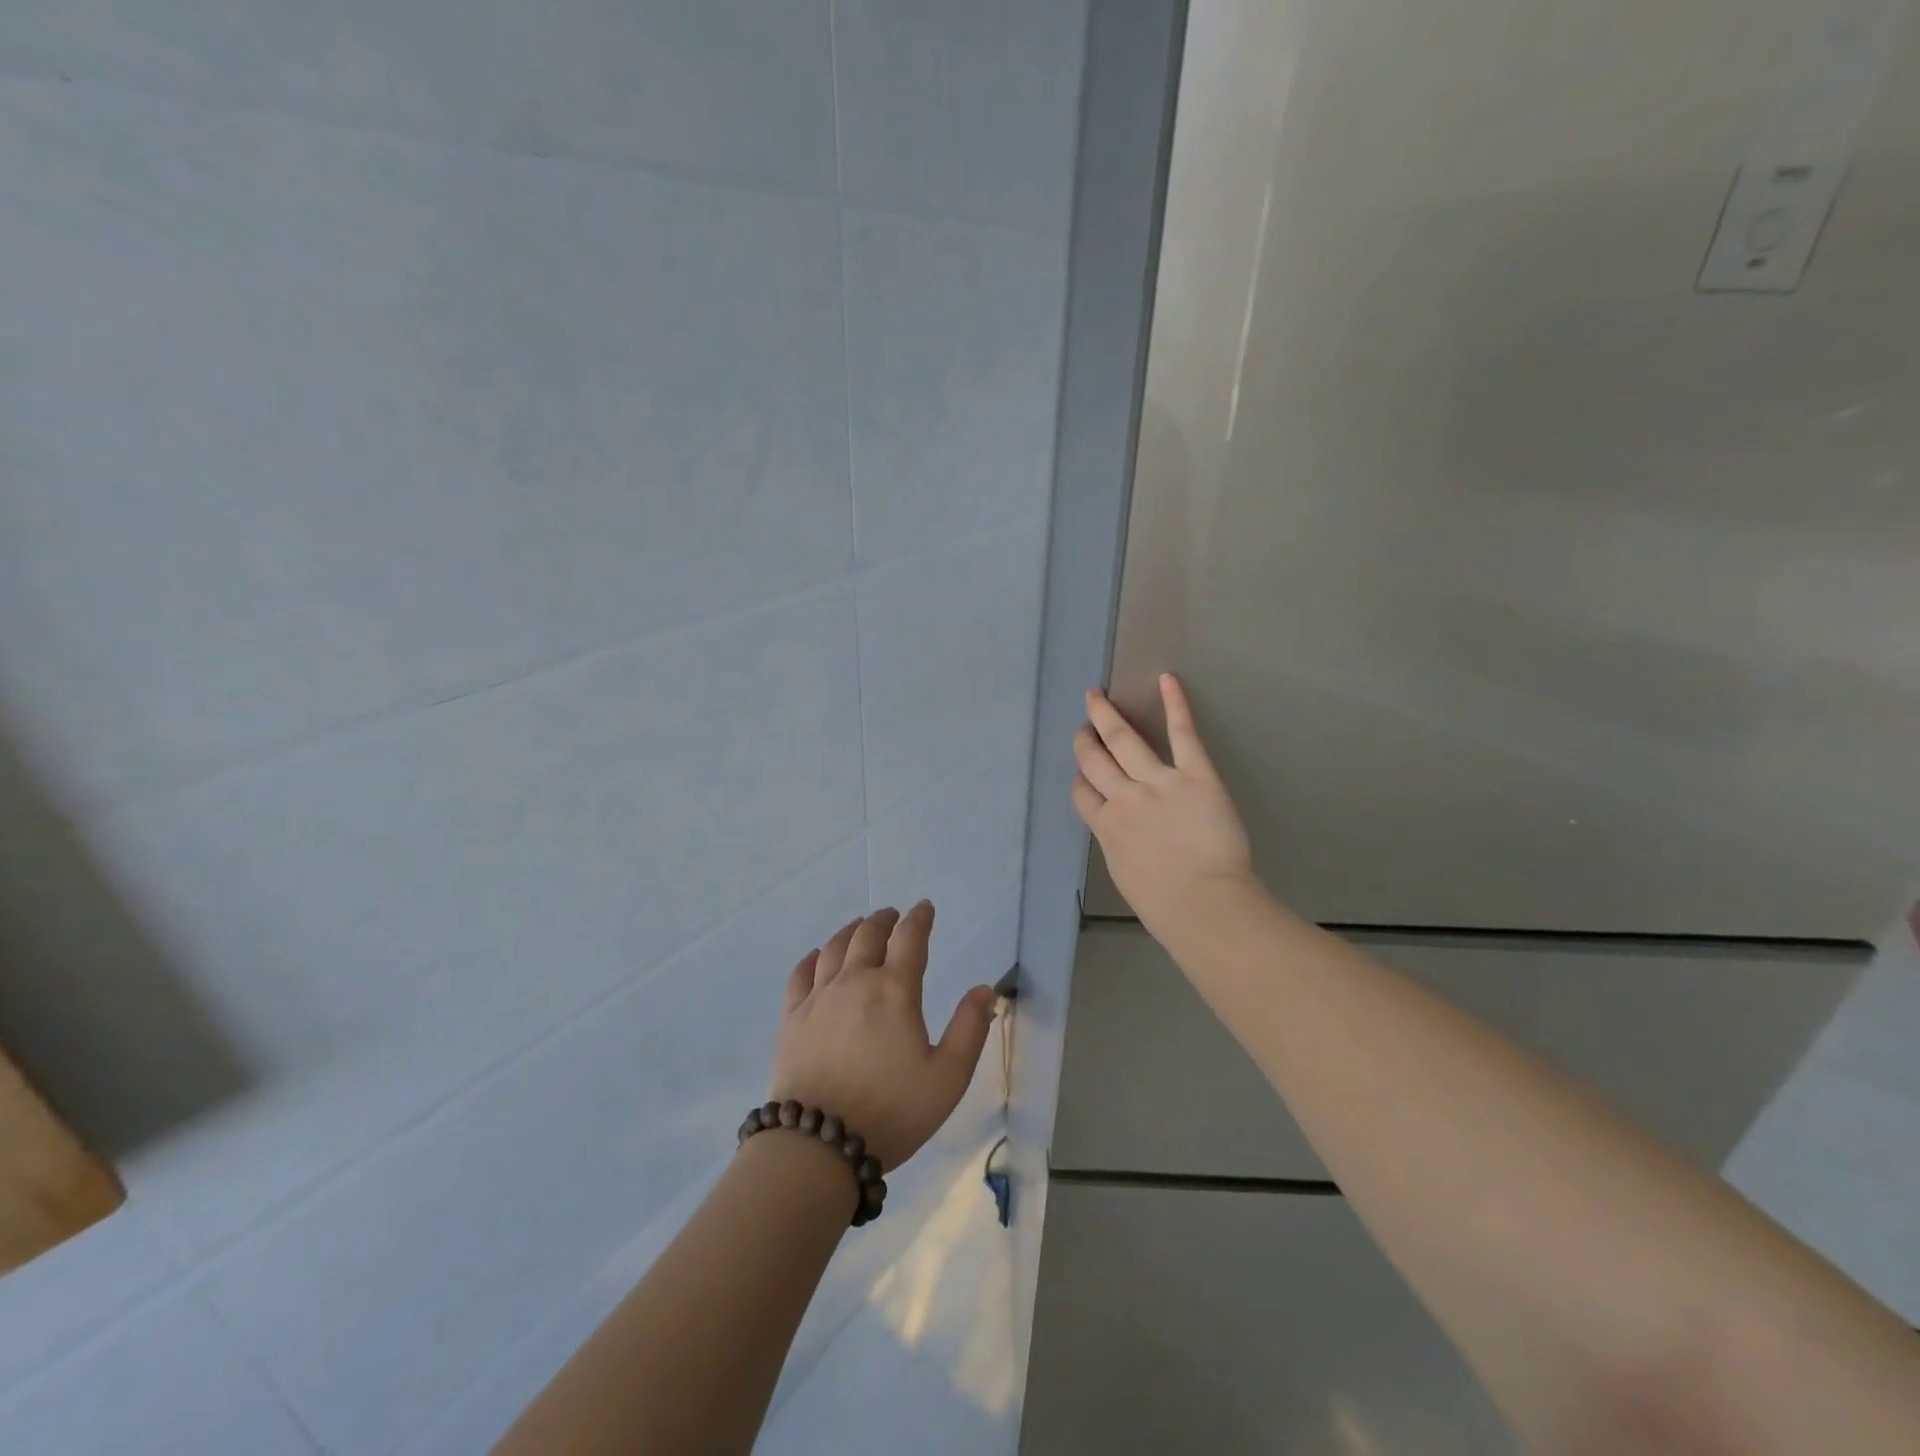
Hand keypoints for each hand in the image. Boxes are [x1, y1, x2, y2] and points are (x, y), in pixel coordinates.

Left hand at [768, 903, 994, 1171]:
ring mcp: (818, 997)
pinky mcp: (792, 1017)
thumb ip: (970, 1029)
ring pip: (835, 948)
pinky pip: (801, 973)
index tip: (925, 907)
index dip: (920, 919)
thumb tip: (984, 989)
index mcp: (895, 991)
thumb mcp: (948, 1077)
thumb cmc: (892, 1111)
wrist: (819, 1143)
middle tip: (893, 915)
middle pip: (869, 935)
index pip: (910, 939)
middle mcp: (855, 982)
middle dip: (884, 920)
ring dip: (851, 931)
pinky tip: (818, 957)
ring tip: (860, 926)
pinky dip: (813, 958)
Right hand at [1072, 673, 1256, 939]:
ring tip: (1097, 698)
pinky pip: (1181, 734)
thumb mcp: (1127, 875)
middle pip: (1093, 761)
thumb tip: (1125, 835)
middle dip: (1085, 740)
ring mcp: (1157, 783)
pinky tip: (1167, 680)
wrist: (1203, 904)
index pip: (1082, 794)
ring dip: (1106, 717)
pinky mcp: (1194, 775)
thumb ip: (1121, 846)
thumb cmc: (1166, 906)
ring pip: (1122, 741)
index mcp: (1106, 827)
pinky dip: (1175, 705)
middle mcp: (1123, 798)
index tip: (1082, 772)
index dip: (1080, 779)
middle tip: (1083, 725)